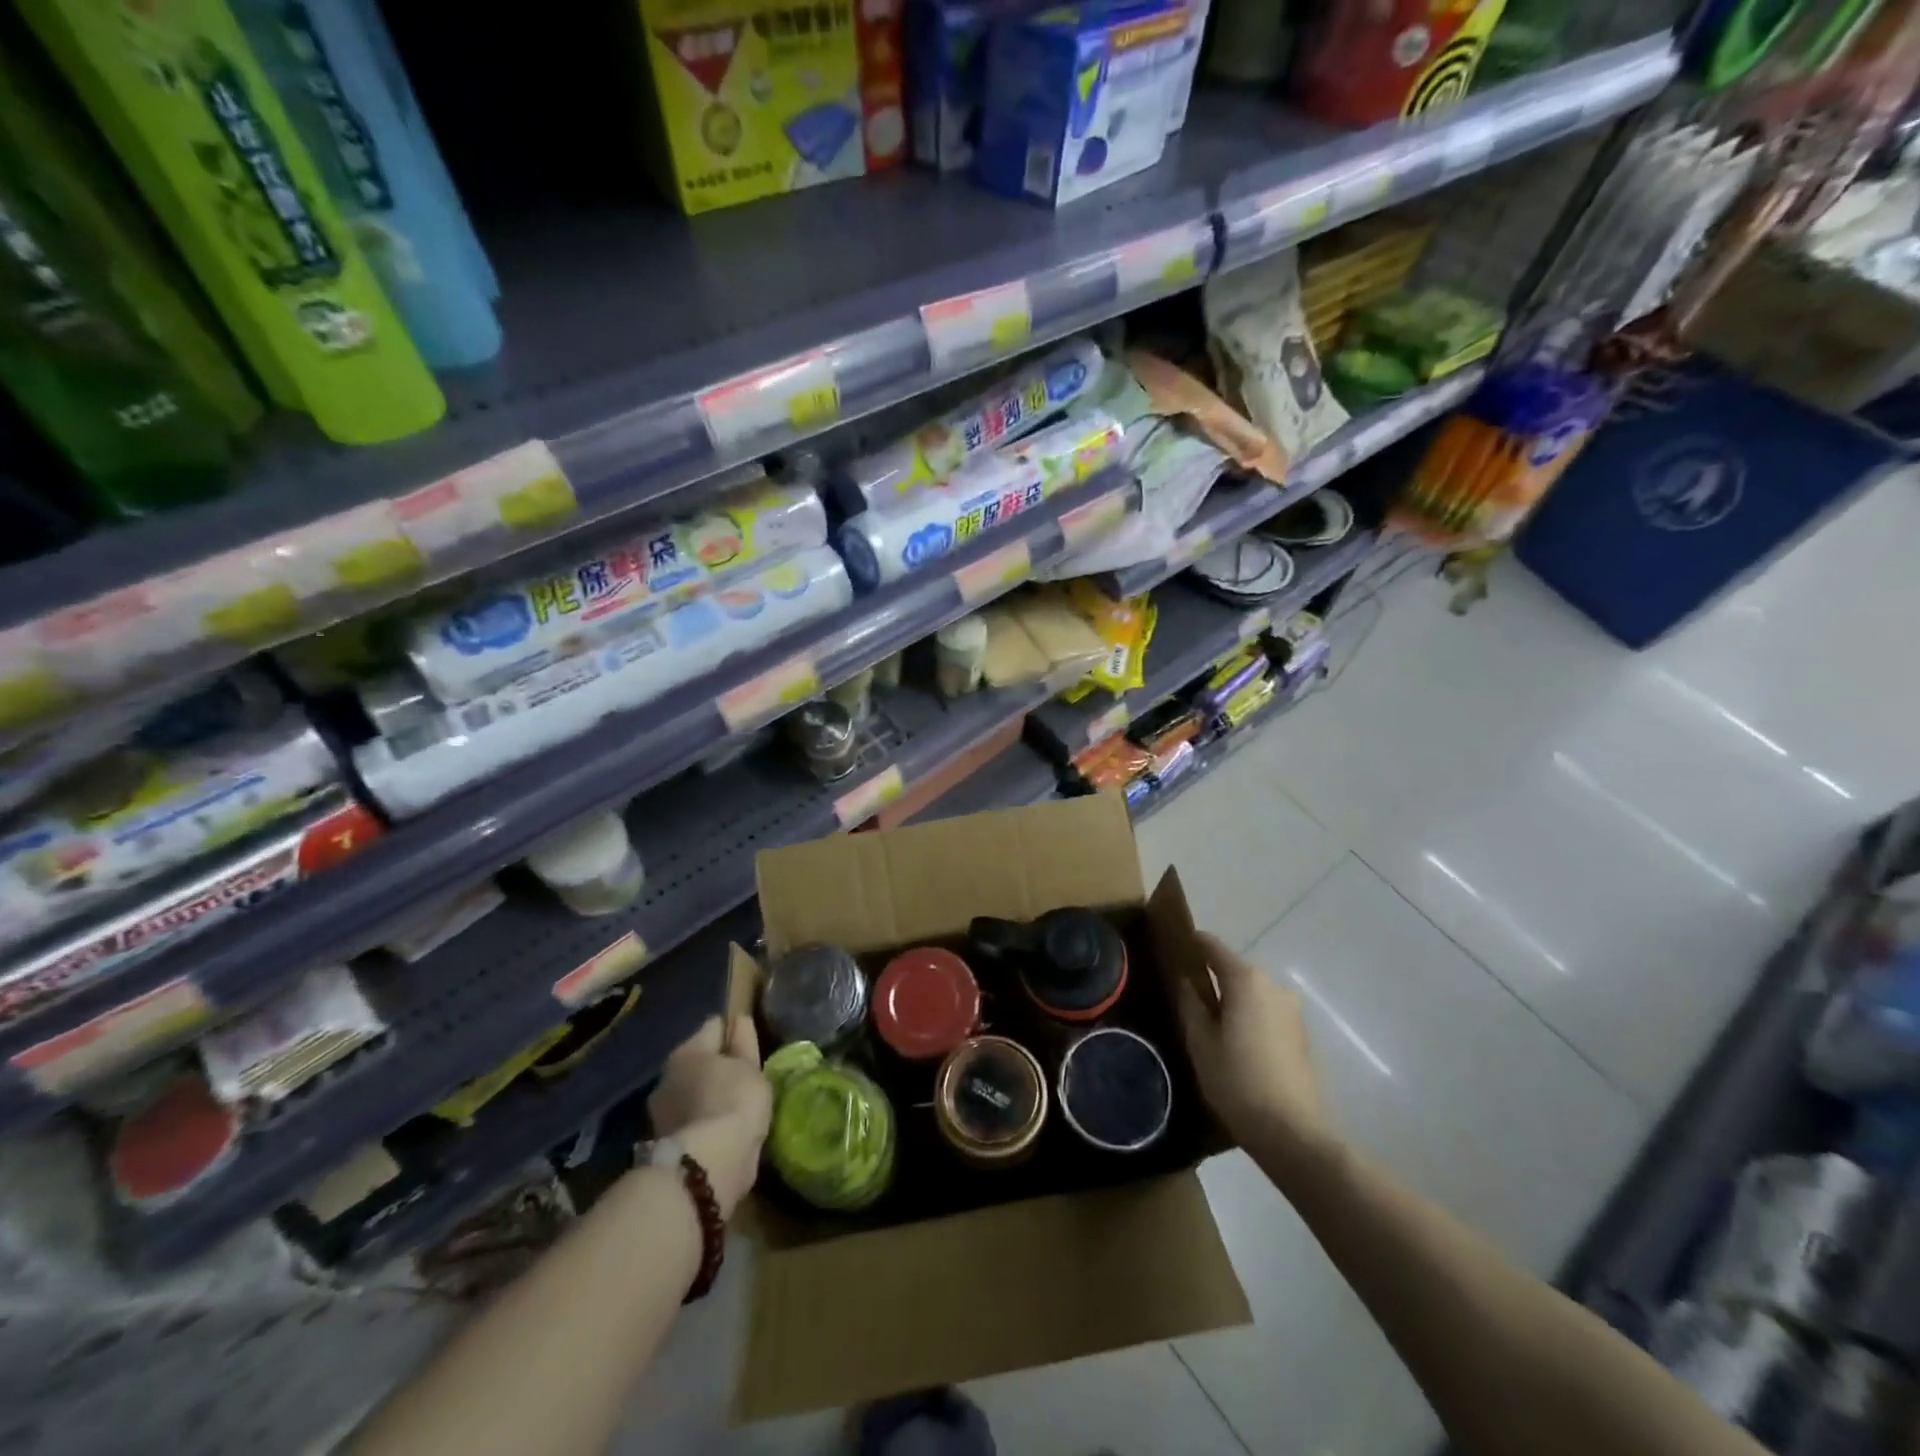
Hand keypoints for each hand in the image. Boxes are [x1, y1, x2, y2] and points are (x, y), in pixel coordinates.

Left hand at [647, 1015, 770, 1217]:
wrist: (708, 1165)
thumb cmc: (735, 1102)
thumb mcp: (750, 1067)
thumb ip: (744, 1043)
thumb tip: (739, 1020)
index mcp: (688, 1050)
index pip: (714, 1027)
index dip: (733, 1032)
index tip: (749, 1044)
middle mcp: (668, 1075)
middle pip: (698, 1061)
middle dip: (716, 1066)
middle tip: (742, 1078)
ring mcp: (662, 1110)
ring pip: (692, 1091)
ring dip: (708, 1094)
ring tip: (733, 1105)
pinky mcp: (664, 1141)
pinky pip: (691, 1117)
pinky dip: (703, 1118)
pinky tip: (720, 1127)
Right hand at [1175, 931, 1328, 1164]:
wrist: (1293, 1132)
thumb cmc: (1237, 1081)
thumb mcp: (1200, 1042)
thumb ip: (1191, 1003)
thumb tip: (1185, 980)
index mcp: (1246, 980)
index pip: (1212, 946)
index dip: (1190, 945)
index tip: (1171, 951)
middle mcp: (1273, 985)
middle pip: (1234, 969)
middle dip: (1210, 977)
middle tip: (1184, 996)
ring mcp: (1291, 1009)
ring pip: (1251, 993)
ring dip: (1231, 1000)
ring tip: (1208, 1024)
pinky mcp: (1300, 1033)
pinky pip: (1266, 1012)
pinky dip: (1248, 1017)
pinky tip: (1235, 1043)